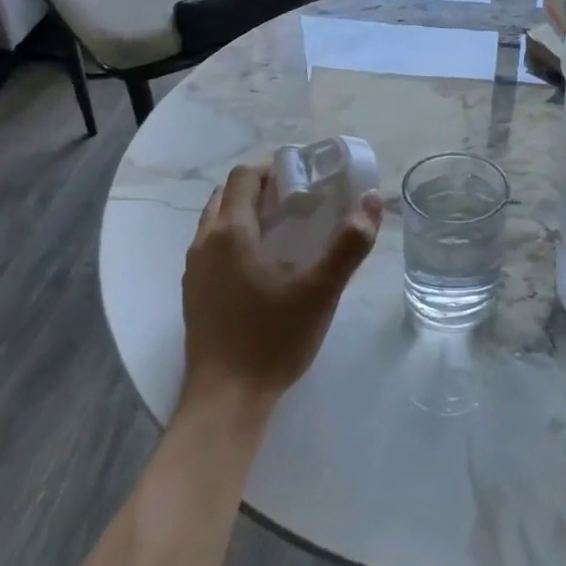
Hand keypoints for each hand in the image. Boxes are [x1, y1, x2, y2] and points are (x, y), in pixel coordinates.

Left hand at [181, 162, 380, 409]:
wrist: (226, 399)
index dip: (274, 166)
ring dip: (248, 213)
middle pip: (228, 195)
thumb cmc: (274, 338)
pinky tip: (266, 265)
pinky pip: (213, 248)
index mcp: (230, 233)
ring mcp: (194, 271)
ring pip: (217, 222)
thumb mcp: (322, 290)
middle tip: (301, 199)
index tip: (306, 174)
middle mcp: (204, 244)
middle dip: (262, 188)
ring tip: (287, 228)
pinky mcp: (195, 294)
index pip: (244, 177)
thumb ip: (349, 244)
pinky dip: (237, 239)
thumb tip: (371, 200)